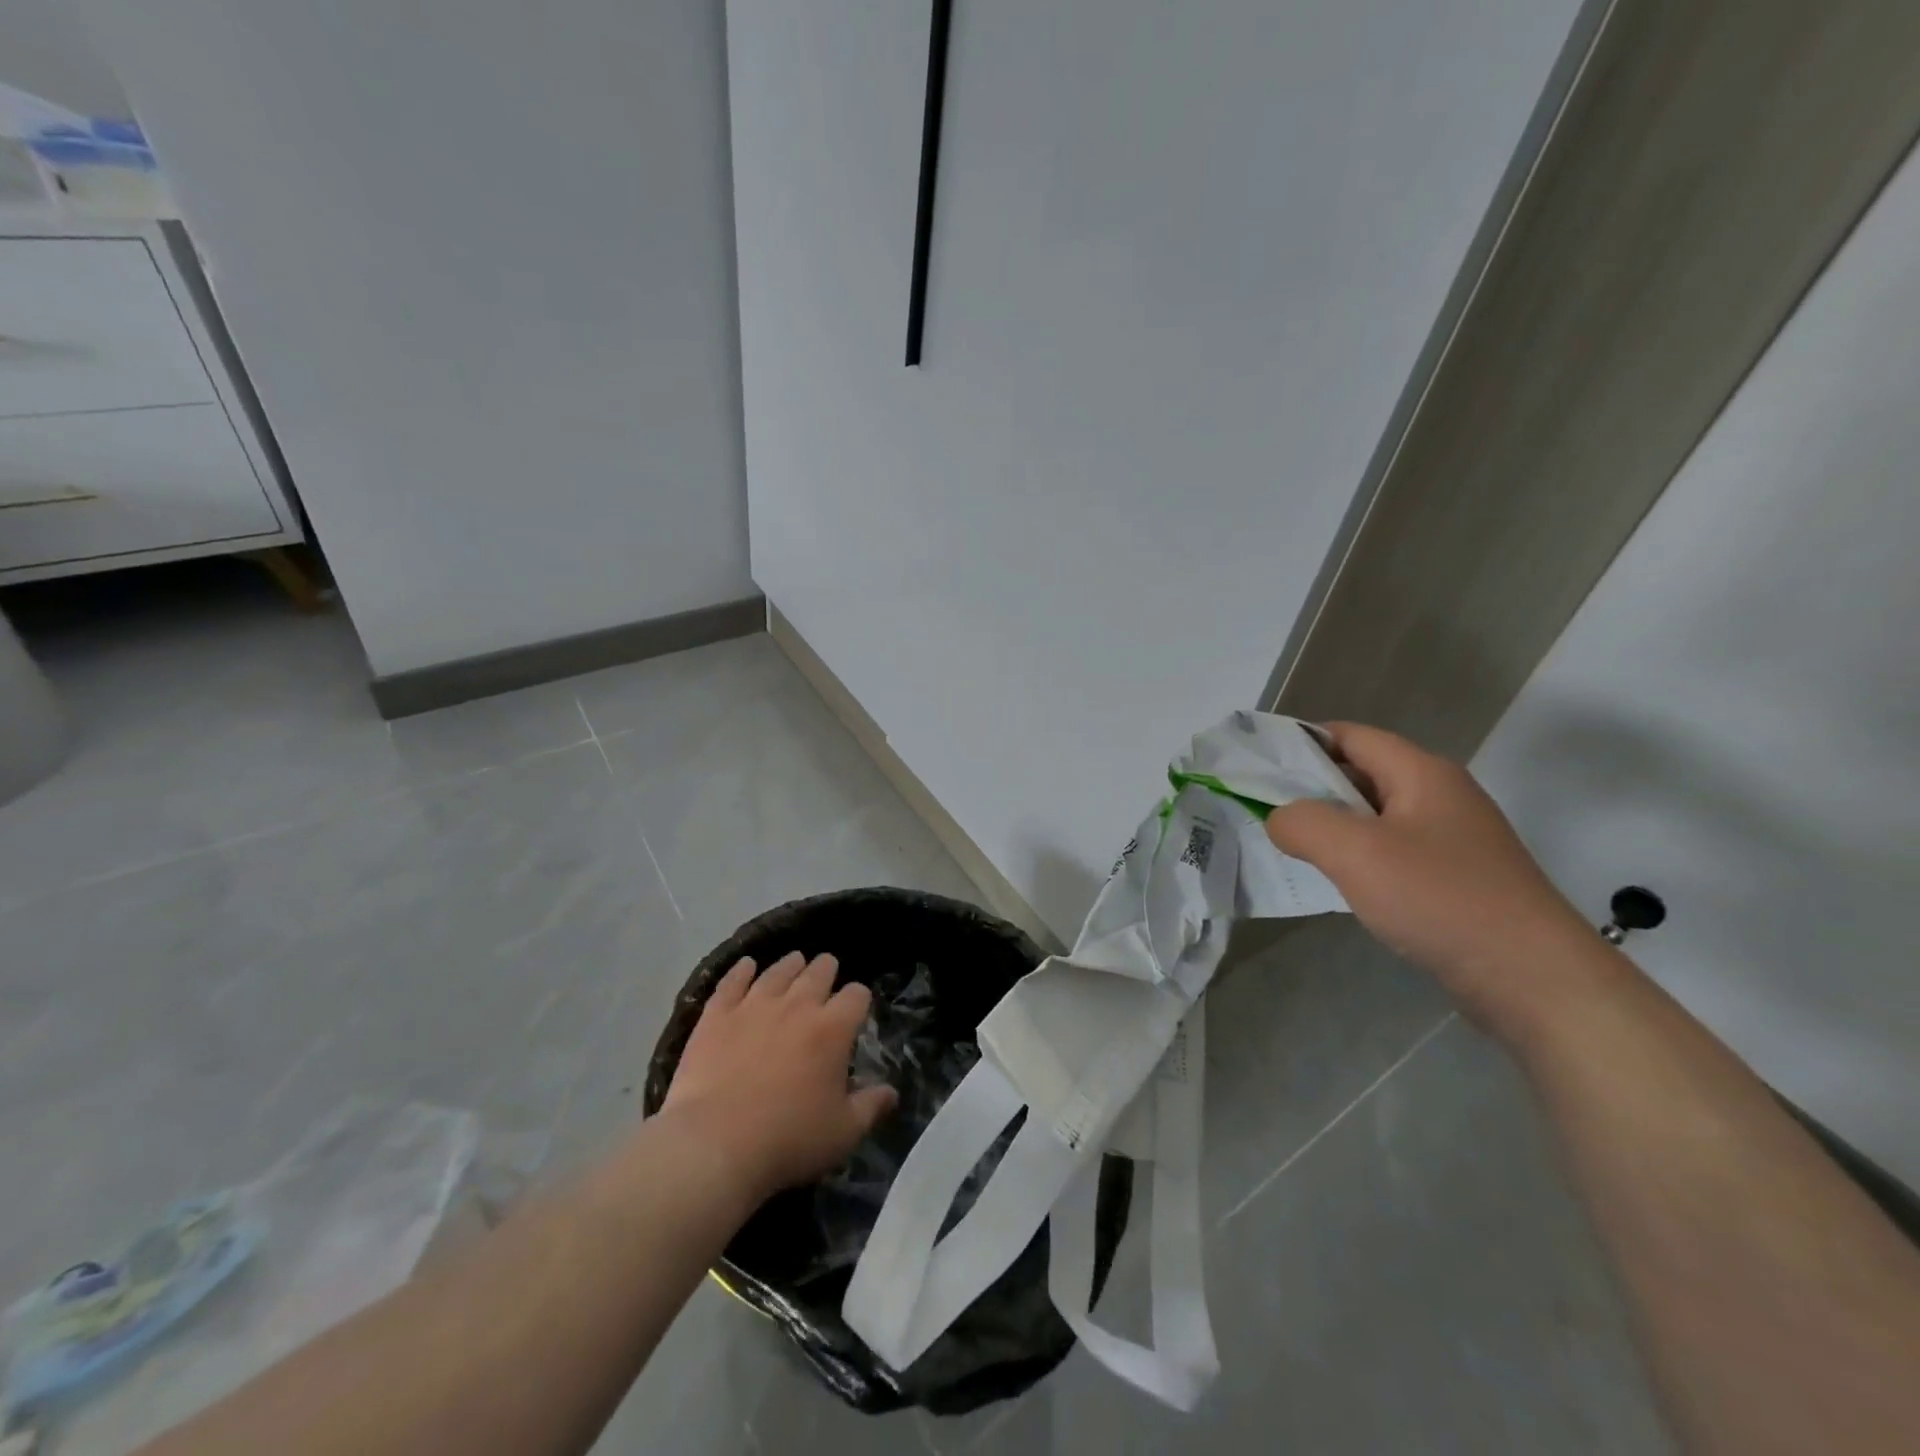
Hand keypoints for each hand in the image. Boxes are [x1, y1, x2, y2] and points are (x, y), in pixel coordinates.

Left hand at [661, 952, 897, 1201]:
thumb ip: (871, 1107)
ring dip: (791, 965)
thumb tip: (892, 1092)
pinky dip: (741, 971)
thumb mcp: (843, 1132)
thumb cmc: (788, 1140)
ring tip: (795, 962)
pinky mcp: (718, 1015)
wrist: (715, 1144)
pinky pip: (732, 982)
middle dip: (827, 970)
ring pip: (778, 971)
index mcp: (833, 1029)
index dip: (859, 999)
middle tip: (827, 972)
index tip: (856, 1008)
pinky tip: (746, 965)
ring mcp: (755, 1005)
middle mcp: (797, 1005)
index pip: (856, 995)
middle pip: (818, 972)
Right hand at [1265, 722, 1598, 1027]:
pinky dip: (1357, 856)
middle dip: (1309, 787)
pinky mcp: (1455, 877)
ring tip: (1288, 844)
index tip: (1258, 764)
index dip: (1302, 742)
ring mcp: (1451, 839)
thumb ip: (1302, 823)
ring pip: (1374, 816)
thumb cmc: (1441, 899)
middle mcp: (1439, 795)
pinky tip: (1335, 880)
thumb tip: (1279, 819)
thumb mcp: (1356, 852)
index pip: (1350, 736)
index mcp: (1421, 773)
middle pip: (1361, 773)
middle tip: (1262, 808)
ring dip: (1331, 825)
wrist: (1534, 980)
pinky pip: (1391, 851)